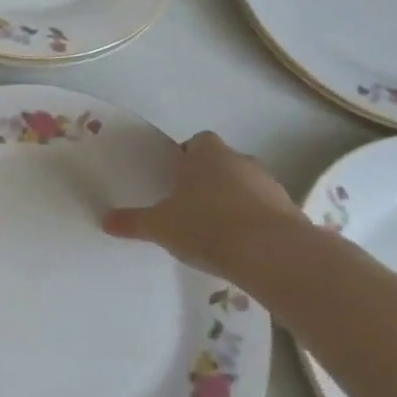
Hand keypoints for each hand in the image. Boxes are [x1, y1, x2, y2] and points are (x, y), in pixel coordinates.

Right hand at [102, 131, 306, 273]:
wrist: (273, 254)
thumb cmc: (207, 226)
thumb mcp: (160, 226)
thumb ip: (133, 222)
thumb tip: (106, 221)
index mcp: (207, 155)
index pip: (197, 142)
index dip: (186, 158)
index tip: (175, 180)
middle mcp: (240, 161)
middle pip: (222, 163)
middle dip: (209, 180)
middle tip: (190, 206)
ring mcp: (270, 185)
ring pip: (246, 186)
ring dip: (234, 201)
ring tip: (216, 230)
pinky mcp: (291, 212)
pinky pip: (266, 211)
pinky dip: (255, 223)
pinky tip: (241, 246)